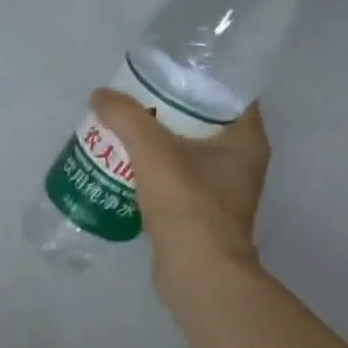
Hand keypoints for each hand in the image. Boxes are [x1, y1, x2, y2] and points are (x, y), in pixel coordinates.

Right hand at [90, 91, 269, 281]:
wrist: (198, 274)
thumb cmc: (188, 207)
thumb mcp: (153, 153)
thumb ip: (127, 119)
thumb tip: (101, 95)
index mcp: (245, 140)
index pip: (226, 93)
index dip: (195, 78)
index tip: (160, 74)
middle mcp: (240, 161)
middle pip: (201, 122)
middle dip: (164, 111)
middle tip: (131, 103)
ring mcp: (221, 189)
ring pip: (185, 152)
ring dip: (154, 142)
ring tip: (120, 132)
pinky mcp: (200, 213)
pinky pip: (175, 179)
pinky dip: (152, 171)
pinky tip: (123, 168)